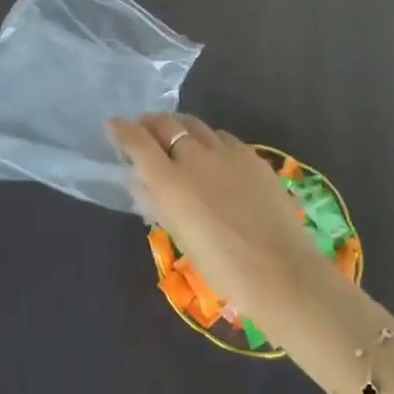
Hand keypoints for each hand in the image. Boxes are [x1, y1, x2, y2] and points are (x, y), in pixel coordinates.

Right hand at [107, 113, 334, 321]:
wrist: (281, 271)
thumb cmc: (222, 266)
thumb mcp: (180, 235)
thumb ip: (157, 203)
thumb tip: (142, 182)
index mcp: (170, 180)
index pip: (137, 141)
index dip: (121, 130)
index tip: (113, 125)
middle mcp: (195, 156)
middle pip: (166, 122)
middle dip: (150, 123)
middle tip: (145, 132)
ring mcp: (227, 152)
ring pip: (195, 125)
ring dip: (180, 128)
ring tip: (178, 141)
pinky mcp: (252, 156)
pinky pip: (222, 138)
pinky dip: (209, 141)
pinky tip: (214, 157)